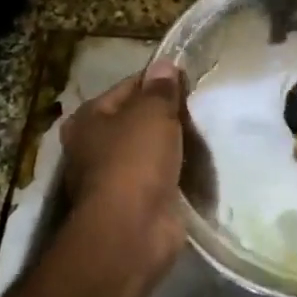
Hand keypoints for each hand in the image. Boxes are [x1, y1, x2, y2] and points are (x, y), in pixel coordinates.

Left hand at [59, 61, 187, 277]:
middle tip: (203, 108)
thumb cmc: (134, 161)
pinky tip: (201, 166)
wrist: (132, 231)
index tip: (190, 80)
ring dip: (174, 146)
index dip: (159, 81)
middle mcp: (94, 147)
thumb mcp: (152, 114)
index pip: (128, 87)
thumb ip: (161, 89)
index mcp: (89, 119)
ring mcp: (114, 178)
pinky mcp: (135, 204)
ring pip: (151, 150)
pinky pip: (161, 178)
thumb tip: (165, 65)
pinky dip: (178, 174)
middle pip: (138, 120)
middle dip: (168, 115)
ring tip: (207, 135)